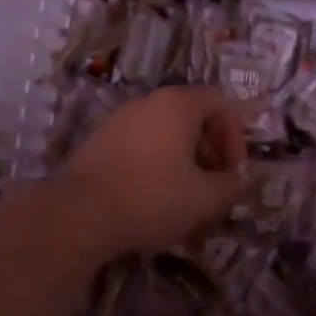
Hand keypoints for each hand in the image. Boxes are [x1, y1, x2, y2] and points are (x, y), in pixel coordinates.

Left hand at [60, 86, 247, 258]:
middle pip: (192, 115)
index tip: (233, 171)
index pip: (220, 102)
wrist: (79, 214)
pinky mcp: (99, 140)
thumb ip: (231, 184)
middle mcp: (149, 102)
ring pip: (164, 131)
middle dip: (209, 149)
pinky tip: (151, 196)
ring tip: (184, 194)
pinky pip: (140, 143)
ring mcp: (120, 118)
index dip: (235, 135)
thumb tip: (236, 178)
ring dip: (182, 158)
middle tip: (212, 183)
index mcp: (179, 104)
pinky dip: (155, 162)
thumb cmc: (152, 198)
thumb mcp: (205, 198)